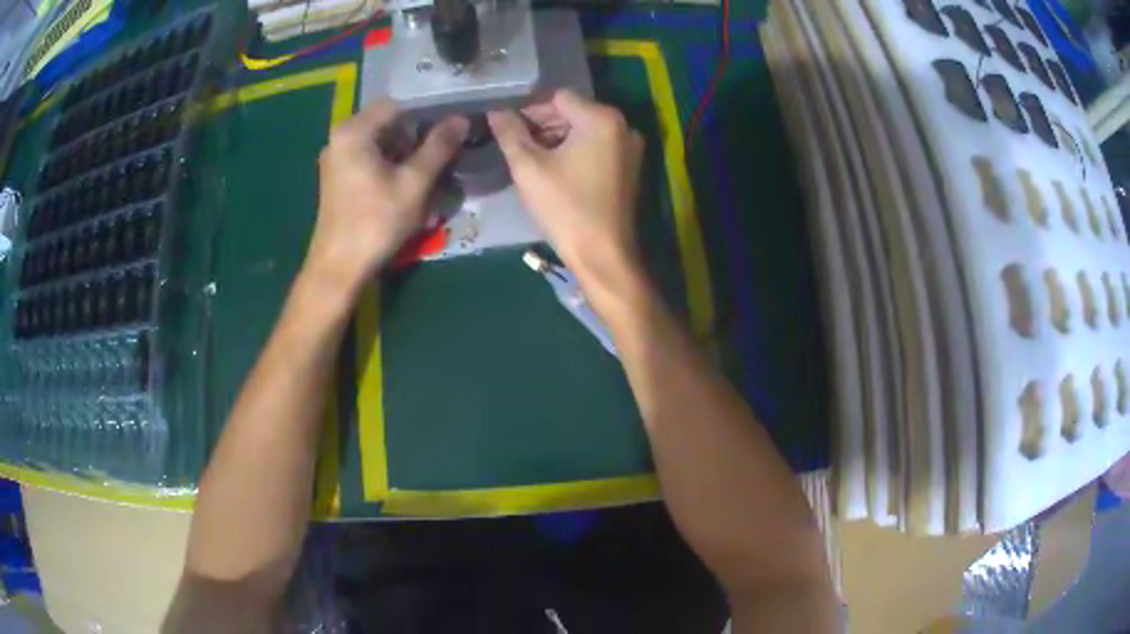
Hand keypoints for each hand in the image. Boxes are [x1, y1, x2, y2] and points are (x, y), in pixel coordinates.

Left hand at [305, 100, 467, 296]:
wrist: (339, 267)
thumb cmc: (375, 222)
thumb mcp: (414, 183)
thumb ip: (438, 147)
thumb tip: (461, 120)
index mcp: (354, 131)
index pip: (398, 105)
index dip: (427, 114)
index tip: (450, 129)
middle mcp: (340, 137)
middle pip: (388, 122)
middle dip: (416, 136)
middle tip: (441, 154)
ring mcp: (336, 158)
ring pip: (380, 142)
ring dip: (405, 153)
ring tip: (426, 173)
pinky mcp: (337, 177)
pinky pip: (369, 158)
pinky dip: (389, 165)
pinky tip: (404, 185)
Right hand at [488, 90, 646, 310]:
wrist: (603, 255)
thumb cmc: (565, 208)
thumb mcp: (528, 167)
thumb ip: (509, 132)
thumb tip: (495, 110)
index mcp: (602, 118)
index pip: (558, 97)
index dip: (529, 109)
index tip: (508, 128)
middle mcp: (623, 125)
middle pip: (573, 111)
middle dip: (542, 124)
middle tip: (516, 146)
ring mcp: (629, 147)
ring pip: (584, 130)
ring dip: (556, 138)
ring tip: (531, 160)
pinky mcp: (629, 167)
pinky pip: (596, 146)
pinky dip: (574, 151)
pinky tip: (553, 170)